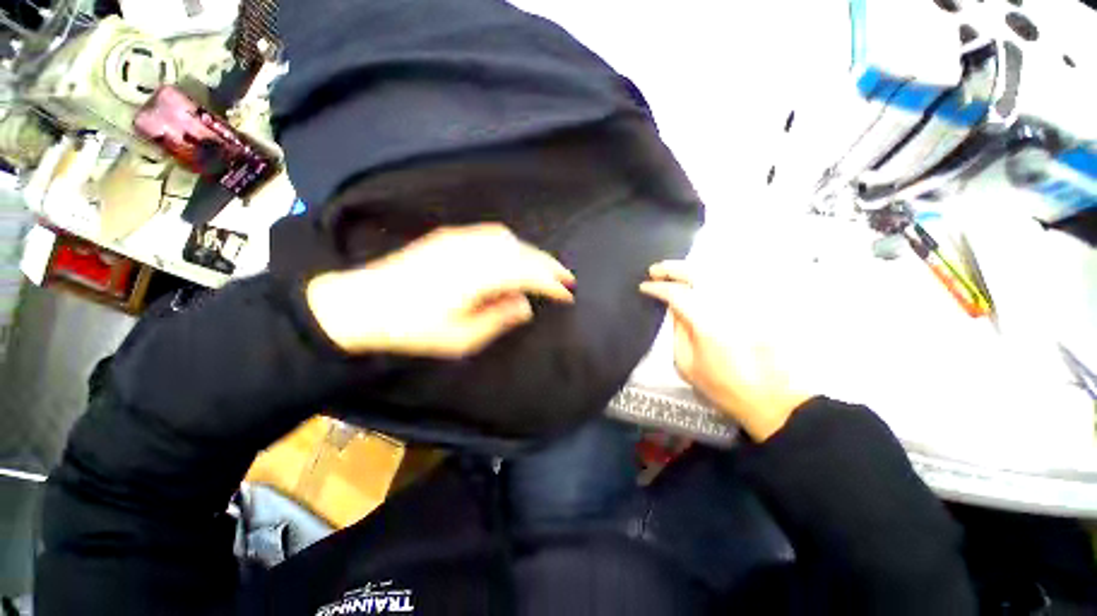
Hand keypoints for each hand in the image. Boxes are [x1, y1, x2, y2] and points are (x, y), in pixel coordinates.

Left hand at [307, 224, 574, 357]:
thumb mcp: (461, 337)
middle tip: (566, 278)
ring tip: (543, 268)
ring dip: (531, 253)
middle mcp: (472, 251)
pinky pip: (490, 234)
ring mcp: (459, 240)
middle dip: (548, 265)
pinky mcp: (448, 237)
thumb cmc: (412, 328)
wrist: (361, 303)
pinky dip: (511, 243)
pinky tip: (513, 253)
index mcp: (477, 277)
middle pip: (522, 252)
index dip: (551, 283)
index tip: (567, 294)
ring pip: (509, 240)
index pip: (527, 274)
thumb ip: (498, 318)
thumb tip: (525, 305)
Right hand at [639, 261, 812, 441]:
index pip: (677, 294)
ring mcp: (745, 303)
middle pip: (697, 274)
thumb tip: (672, 307)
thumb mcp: (686, 364)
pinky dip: (711, 275)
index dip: (657, 288)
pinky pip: (731, 281)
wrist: (769, 397)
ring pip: (716, 272)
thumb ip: (677, 331)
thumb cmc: (722, 385)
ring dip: (690, 268)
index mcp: (706, 323)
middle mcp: (727, 306)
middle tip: (655, 270)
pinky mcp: (756, 306)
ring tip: (673, 271)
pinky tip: (700, 278)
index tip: (644, 287)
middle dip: (672, 269)